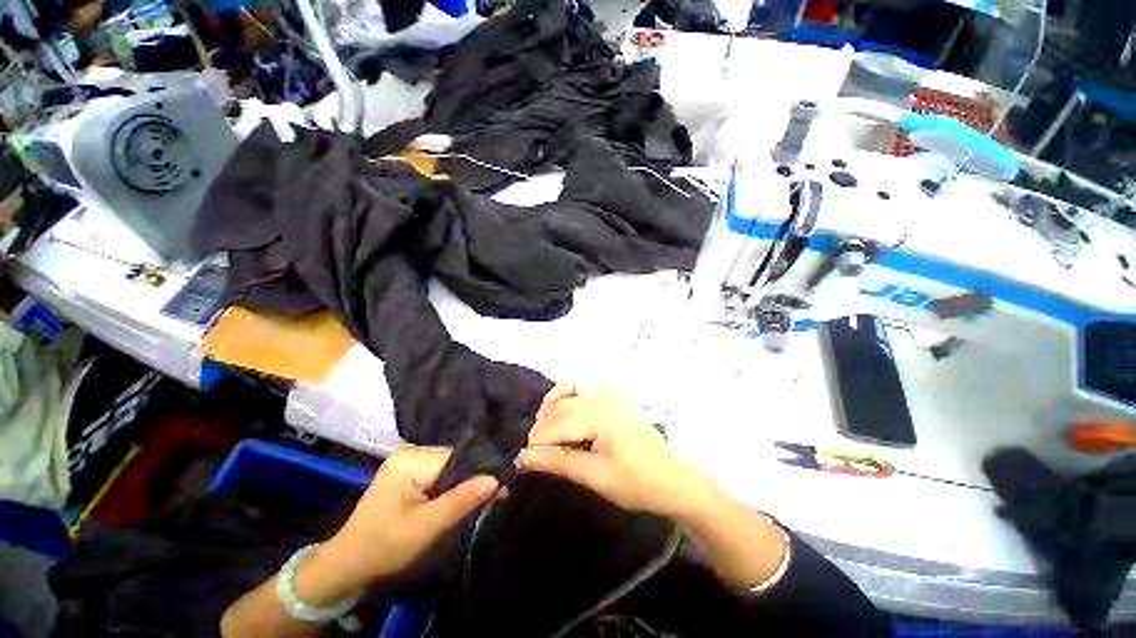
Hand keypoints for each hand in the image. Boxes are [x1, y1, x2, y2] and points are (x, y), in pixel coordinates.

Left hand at [299, 445, 497, 601]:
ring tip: (483, 495)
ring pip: (448, 464)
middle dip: (474, 476)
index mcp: (412, 458)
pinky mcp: (405, 470)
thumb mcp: (428, 527)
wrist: (347, 563)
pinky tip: (461, 494)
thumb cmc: (386, 545)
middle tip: (496, 493)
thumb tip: (497, 479)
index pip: (459, 453)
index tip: (501, 485)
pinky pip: (438, 470)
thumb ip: (462, 500)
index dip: (482, 468)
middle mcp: (410, 450)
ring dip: (464, 480)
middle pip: (455, 457)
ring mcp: (406, 459)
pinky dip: (451, 483)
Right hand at [517, 385, 714, 517]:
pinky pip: (586, 391)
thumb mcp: (597, 477)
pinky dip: (570, 398)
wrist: (677, 481)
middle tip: (534, 451)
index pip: (558, 424)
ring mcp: (612, 396)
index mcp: (601, 416)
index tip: (522, 460)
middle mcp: (604, 399)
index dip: (538, 441)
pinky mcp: (616, 400)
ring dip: (554, 407)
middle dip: (543, 427)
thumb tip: (527, 457)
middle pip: (563, 406)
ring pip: (572, 392)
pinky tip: (566, 415)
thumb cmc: (639, 483)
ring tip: (545, 429)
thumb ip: (561, 462)